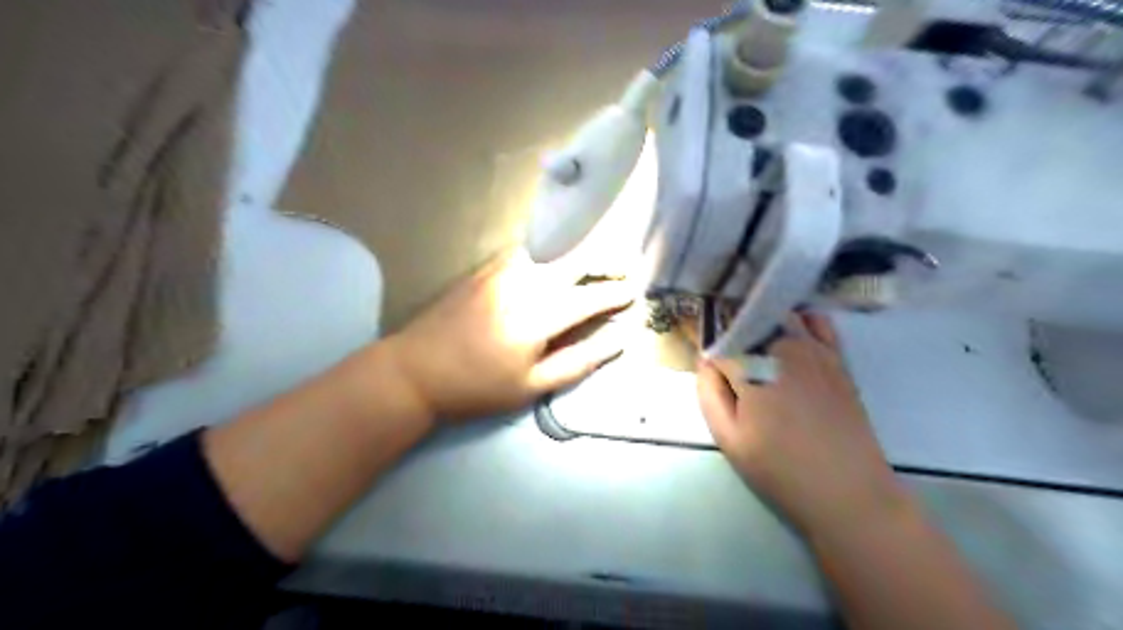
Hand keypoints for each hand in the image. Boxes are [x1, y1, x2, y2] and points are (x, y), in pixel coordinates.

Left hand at [384, 250, 628, 422]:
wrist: (416, 370)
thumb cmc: (477, 387)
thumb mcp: (532, 386)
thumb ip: (578, 361)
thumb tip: (617, 341)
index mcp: (539, 316)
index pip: (590, 297)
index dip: (615, 293)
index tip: (634, 291)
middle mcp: (523, 283)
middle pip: (574, 263)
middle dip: (603, 264)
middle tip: (621, 271)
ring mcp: (500, 272)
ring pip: (550, 256)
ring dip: (573, 262)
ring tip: (588, 272)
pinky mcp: (483, 270)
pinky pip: (523, 256)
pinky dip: (544, 261)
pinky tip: (546, 270)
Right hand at [699, 314, 904, 537]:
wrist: (847, 491)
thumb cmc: (779, 469)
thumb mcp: (729, 438)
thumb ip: (709, 393)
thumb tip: (705, 360)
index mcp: (752, 369)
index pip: (720, 344)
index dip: (711, 356)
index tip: (711, 372)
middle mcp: (783, 349)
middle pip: (749, 326)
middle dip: (736, 339)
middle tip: (735, 371)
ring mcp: (815, 350)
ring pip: (779, 320)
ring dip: (763, 328)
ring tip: (759, 354)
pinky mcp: (837, 359)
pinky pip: (816, 323)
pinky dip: (800, 321)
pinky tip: (792, 337)